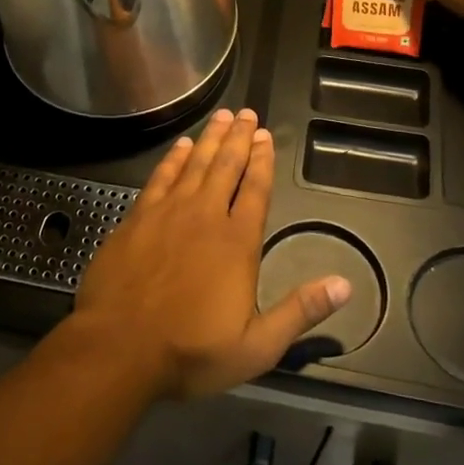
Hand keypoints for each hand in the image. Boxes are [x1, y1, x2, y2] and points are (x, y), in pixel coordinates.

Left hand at [71, 108, 350, 399]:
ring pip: (195, 164)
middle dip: (240, 138)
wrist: (118, 348)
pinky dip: (174, 158)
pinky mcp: (138, 217)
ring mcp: (168, 212)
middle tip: (247, 113)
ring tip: (223, 116)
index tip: (267, 137)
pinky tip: (181, 145)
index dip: (263, 161)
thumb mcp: (257, 346)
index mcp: (237, 242)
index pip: (255, 190)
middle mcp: (205, 216)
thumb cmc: (190, 351)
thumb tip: (344, 284)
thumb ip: (300, 312)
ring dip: (211, 138)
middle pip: (226, 166)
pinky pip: (161, 176)